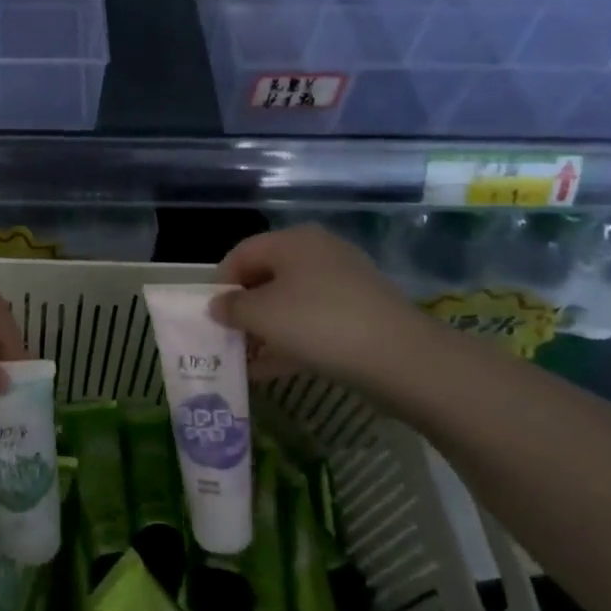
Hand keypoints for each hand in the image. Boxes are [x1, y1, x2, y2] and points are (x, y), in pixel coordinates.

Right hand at [212, 225, 444, 388]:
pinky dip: (290, 341)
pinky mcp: (360, 314)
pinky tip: (271, 370)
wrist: (401, 358)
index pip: (241, 253)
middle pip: (266, 277)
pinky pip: (313, 322)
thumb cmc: (318, 323)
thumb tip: (217, 306)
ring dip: (264, 330)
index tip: (210, 316)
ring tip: (246, 361)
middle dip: (243, 310)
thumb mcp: (262, 315)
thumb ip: (232, 308)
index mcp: (292, 240)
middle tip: (227, 339)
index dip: (220, 283)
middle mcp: (318, 253)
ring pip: (290, 303)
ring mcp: (343, 284)